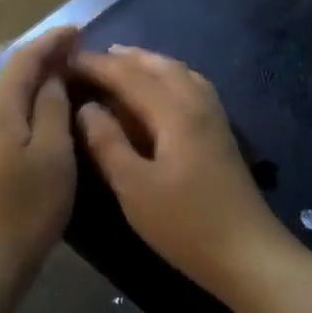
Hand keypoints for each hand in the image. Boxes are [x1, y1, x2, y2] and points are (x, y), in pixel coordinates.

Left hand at [0, 27, 79, 293]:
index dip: (52, 42)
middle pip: (10, 75)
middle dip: (42, 59)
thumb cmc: (25, 208)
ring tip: (63, 78)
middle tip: (76, 53)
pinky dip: (22, 106)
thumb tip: (52, 76)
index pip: (25, 59)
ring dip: (32, 83)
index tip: (78, 29)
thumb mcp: (53, 155)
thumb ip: (53, 108)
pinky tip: (39, 116)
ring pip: (4, 96)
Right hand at [71, 46, 288, 295]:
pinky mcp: (220, 132)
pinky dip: (166, 77)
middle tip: (86, 60)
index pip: (128, 74)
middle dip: (121, 58)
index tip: (63, 61)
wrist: (248, 254)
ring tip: (119, 65)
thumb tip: (86, 107)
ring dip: (146, 63)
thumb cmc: (185, 224)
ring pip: (177, 72)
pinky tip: (157, 92)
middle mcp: (197, 102)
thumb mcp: (134, 187)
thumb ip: (107, 142)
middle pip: (157, 65)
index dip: (94, 65)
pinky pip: (189, 86)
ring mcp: (213, 116)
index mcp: (174, 111)